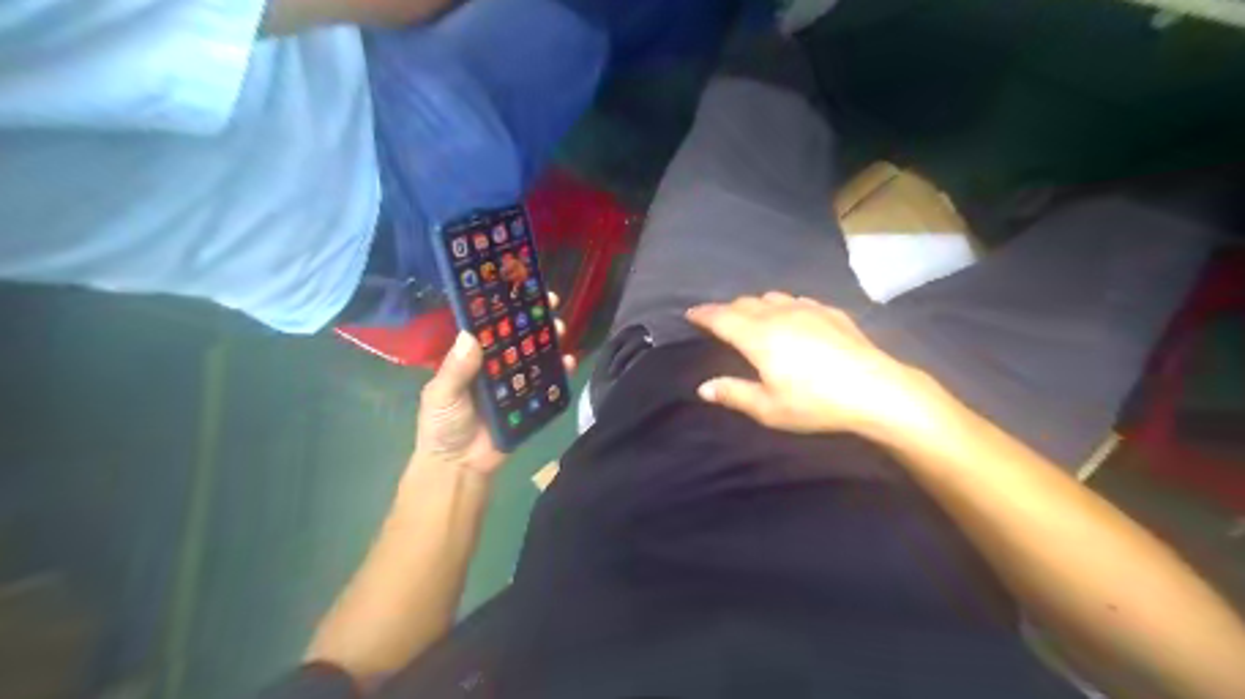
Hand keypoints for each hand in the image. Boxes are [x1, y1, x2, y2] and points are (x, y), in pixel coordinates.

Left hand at [413, 292, 577, 478]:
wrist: (458, 468)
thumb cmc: (442, 427)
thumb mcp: (441, 395)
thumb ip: (456, 370)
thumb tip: (471, 336)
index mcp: (472, 358)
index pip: (491, 326)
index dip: (505, 306)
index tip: (520, 286)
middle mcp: (496, 365)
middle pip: (519, 336)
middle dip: (535, 318)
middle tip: (551, 303)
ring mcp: (515, 383)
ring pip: (536, 355)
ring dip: (549, 340)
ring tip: (560, 329)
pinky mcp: (531, 402)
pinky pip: (547, 384)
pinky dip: (559, 373)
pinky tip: (568, 362)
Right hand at [685, 291, 939, 436]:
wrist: (876, 390)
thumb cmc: (816, 403)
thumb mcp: (769, 409)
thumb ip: (734, 394)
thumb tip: (703, 387)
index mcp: (758, 337)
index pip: (722, 317)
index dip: (703, 314)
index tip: (691, 313)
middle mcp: (779, 315)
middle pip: (744, 303)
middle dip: (726, 309)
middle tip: (718, 320)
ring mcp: (807, 309)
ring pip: (771, 297)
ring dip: (754, 304)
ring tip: (751, 316)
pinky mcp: (830, 312)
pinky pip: (796, 299)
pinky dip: (782, 304)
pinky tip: (789, 315)